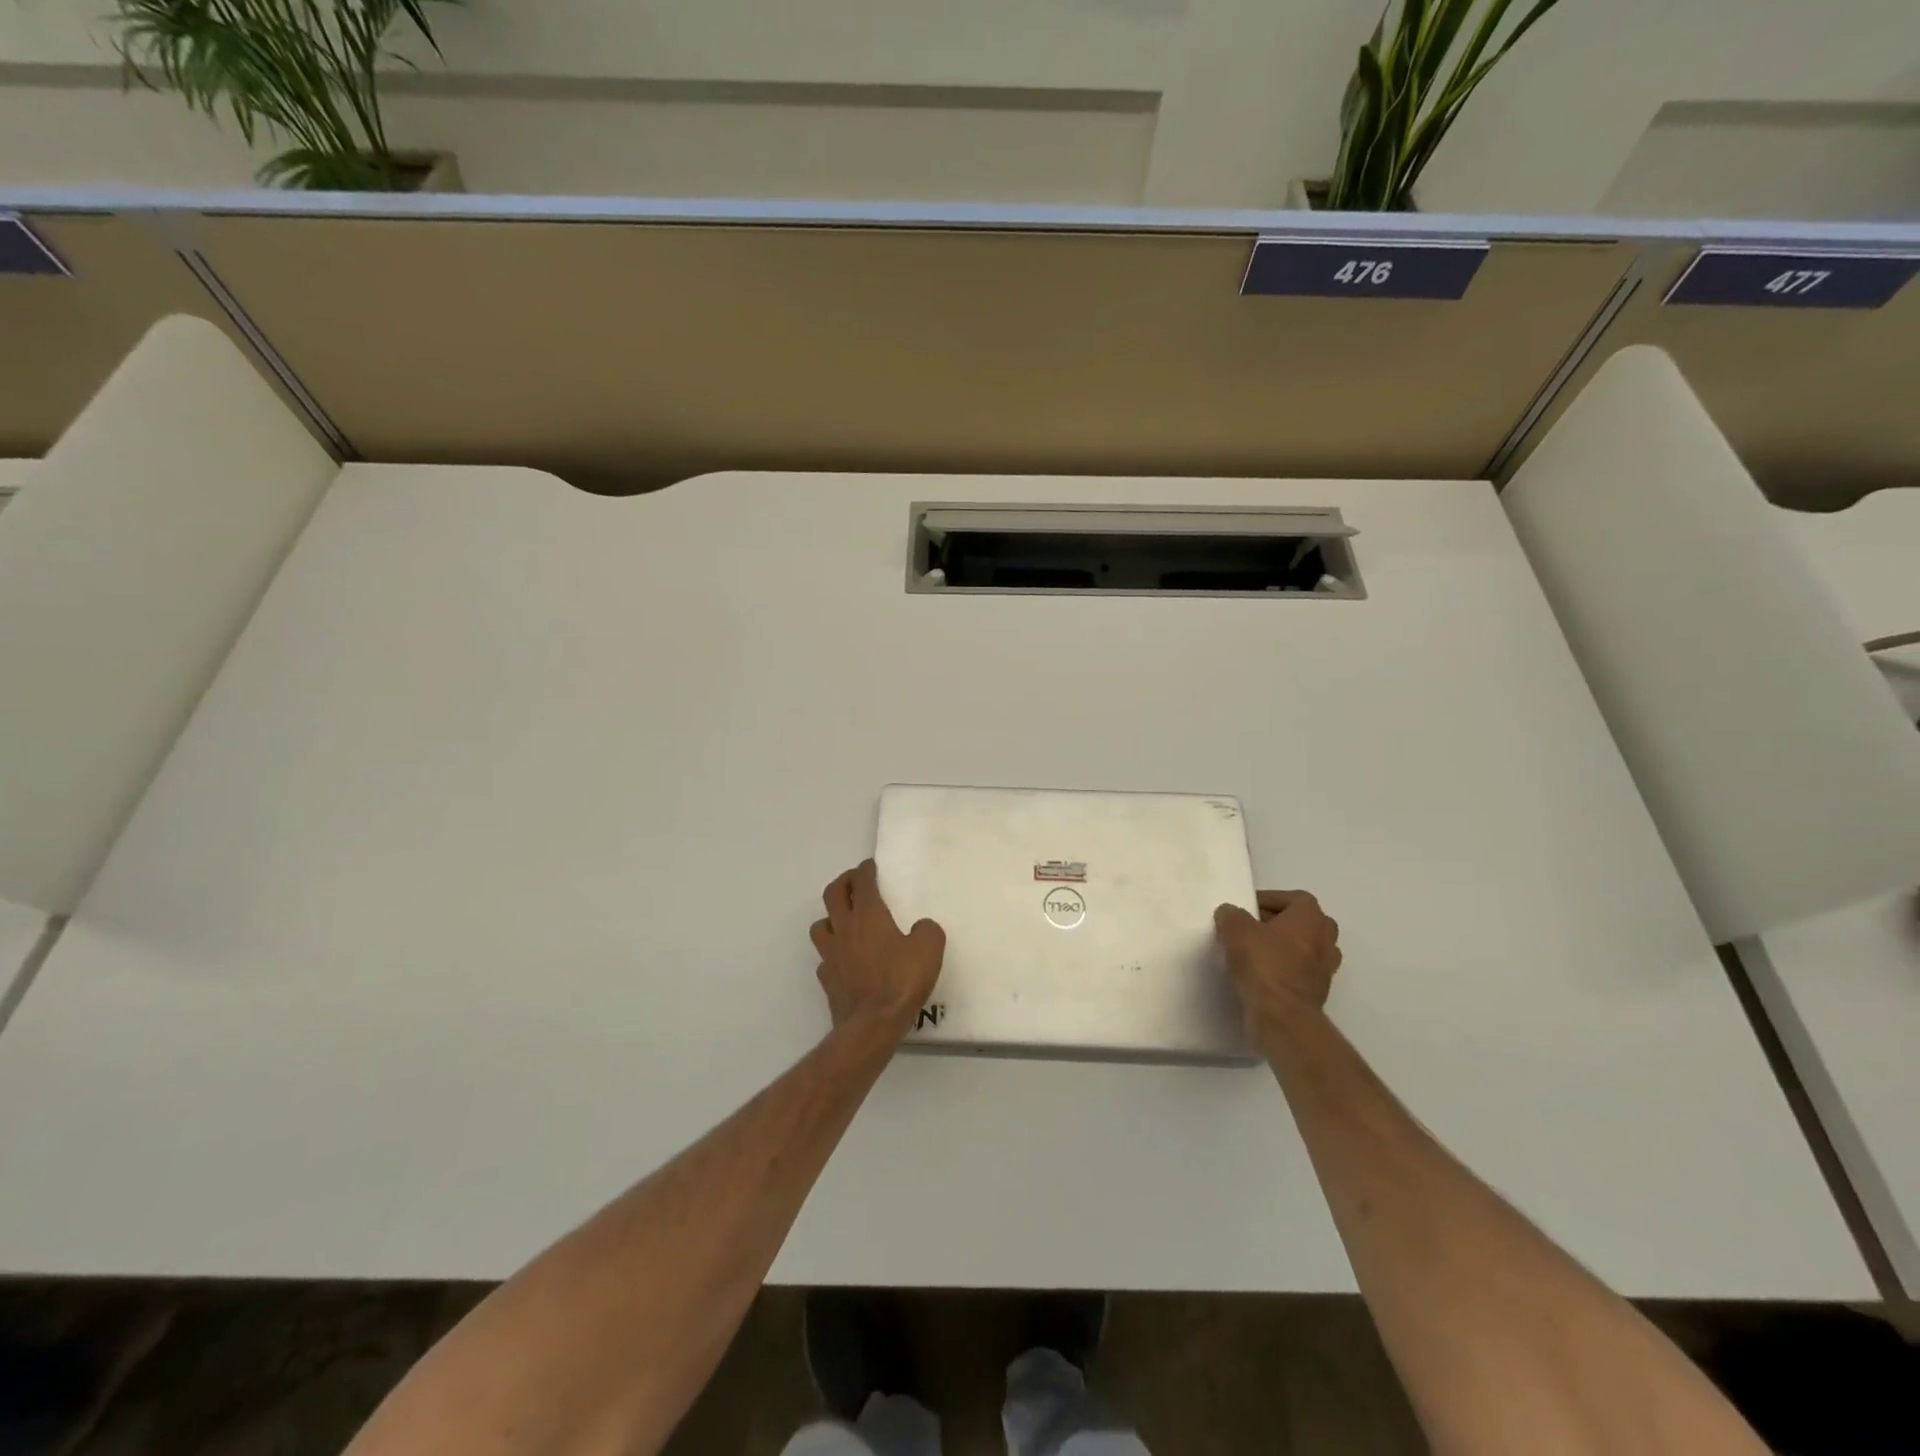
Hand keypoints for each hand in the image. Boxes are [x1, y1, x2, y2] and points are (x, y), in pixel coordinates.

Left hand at [811, 860, 945, 1035]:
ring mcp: (831, 954)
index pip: (862, 882)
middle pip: (833, 894)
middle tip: (853, 882)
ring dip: (831, 917)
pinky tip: (844, 959)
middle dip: (843, 882)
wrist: (872, 1024)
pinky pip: (825, 958)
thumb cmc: (901, 981)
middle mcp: (845, 929)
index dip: (865, 870)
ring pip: (820, 925)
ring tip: (843, 920)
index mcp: (868, 916)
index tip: (869, 866)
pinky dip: (833, 952)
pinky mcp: (827, 979)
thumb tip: (920, 928)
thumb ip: (927, 930)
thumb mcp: (929, 949)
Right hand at [1214, 890, 1341, 1047]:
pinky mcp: (1318, 992)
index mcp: (1311, 917)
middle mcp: (1326, 939)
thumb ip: (1232, 915)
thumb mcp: (1236, 929)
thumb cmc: (1263, 963)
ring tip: (1256, 952)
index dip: (1270, 900)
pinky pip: (1301, 972)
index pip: (1294, 898)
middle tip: (1253, 928)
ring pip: (1305, 948)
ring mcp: (1326, 968)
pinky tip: (1262, 975)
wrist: (1282, 1015)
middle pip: (1304, 922)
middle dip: (1280, 923)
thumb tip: (1230, 914)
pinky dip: (1286, 970)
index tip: (1247, 909)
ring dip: (1284, 948)